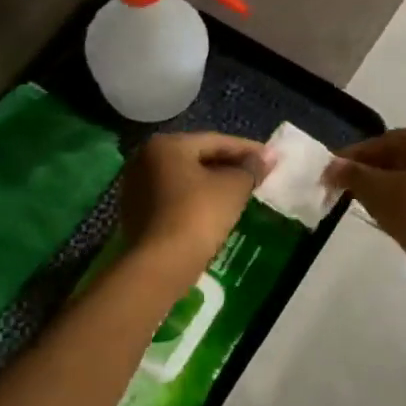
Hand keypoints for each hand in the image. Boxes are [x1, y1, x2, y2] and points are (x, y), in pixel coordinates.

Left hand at [120, 132, 274, 282]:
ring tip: (239, 193)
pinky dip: (194, 200)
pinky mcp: (135, 213)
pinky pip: (173, 199)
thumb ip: (251, 168)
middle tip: (256, 175)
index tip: (271, 159)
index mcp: (166, 144)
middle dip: (228, 166)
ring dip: (210, 184)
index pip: (215, 141)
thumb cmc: (197, 215)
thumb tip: (267, 157)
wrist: (160, 264)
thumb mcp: (233, 188)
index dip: (247, 150)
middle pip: (196, 158)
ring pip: (184, 180)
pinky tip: (214, 211)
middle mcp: (144, 159)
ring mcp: (135, 187)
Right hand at [323, 127, 405, 275]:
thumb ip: (352, 173)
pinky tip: (396, 212)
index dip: (358, 155)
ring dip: (394, 185)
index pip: (392, 141)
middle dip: (377, 170)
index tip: (335, 168)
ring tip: (367, 199)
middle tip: (349, 184)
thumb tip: (331, 166)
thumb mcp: (376, 190)